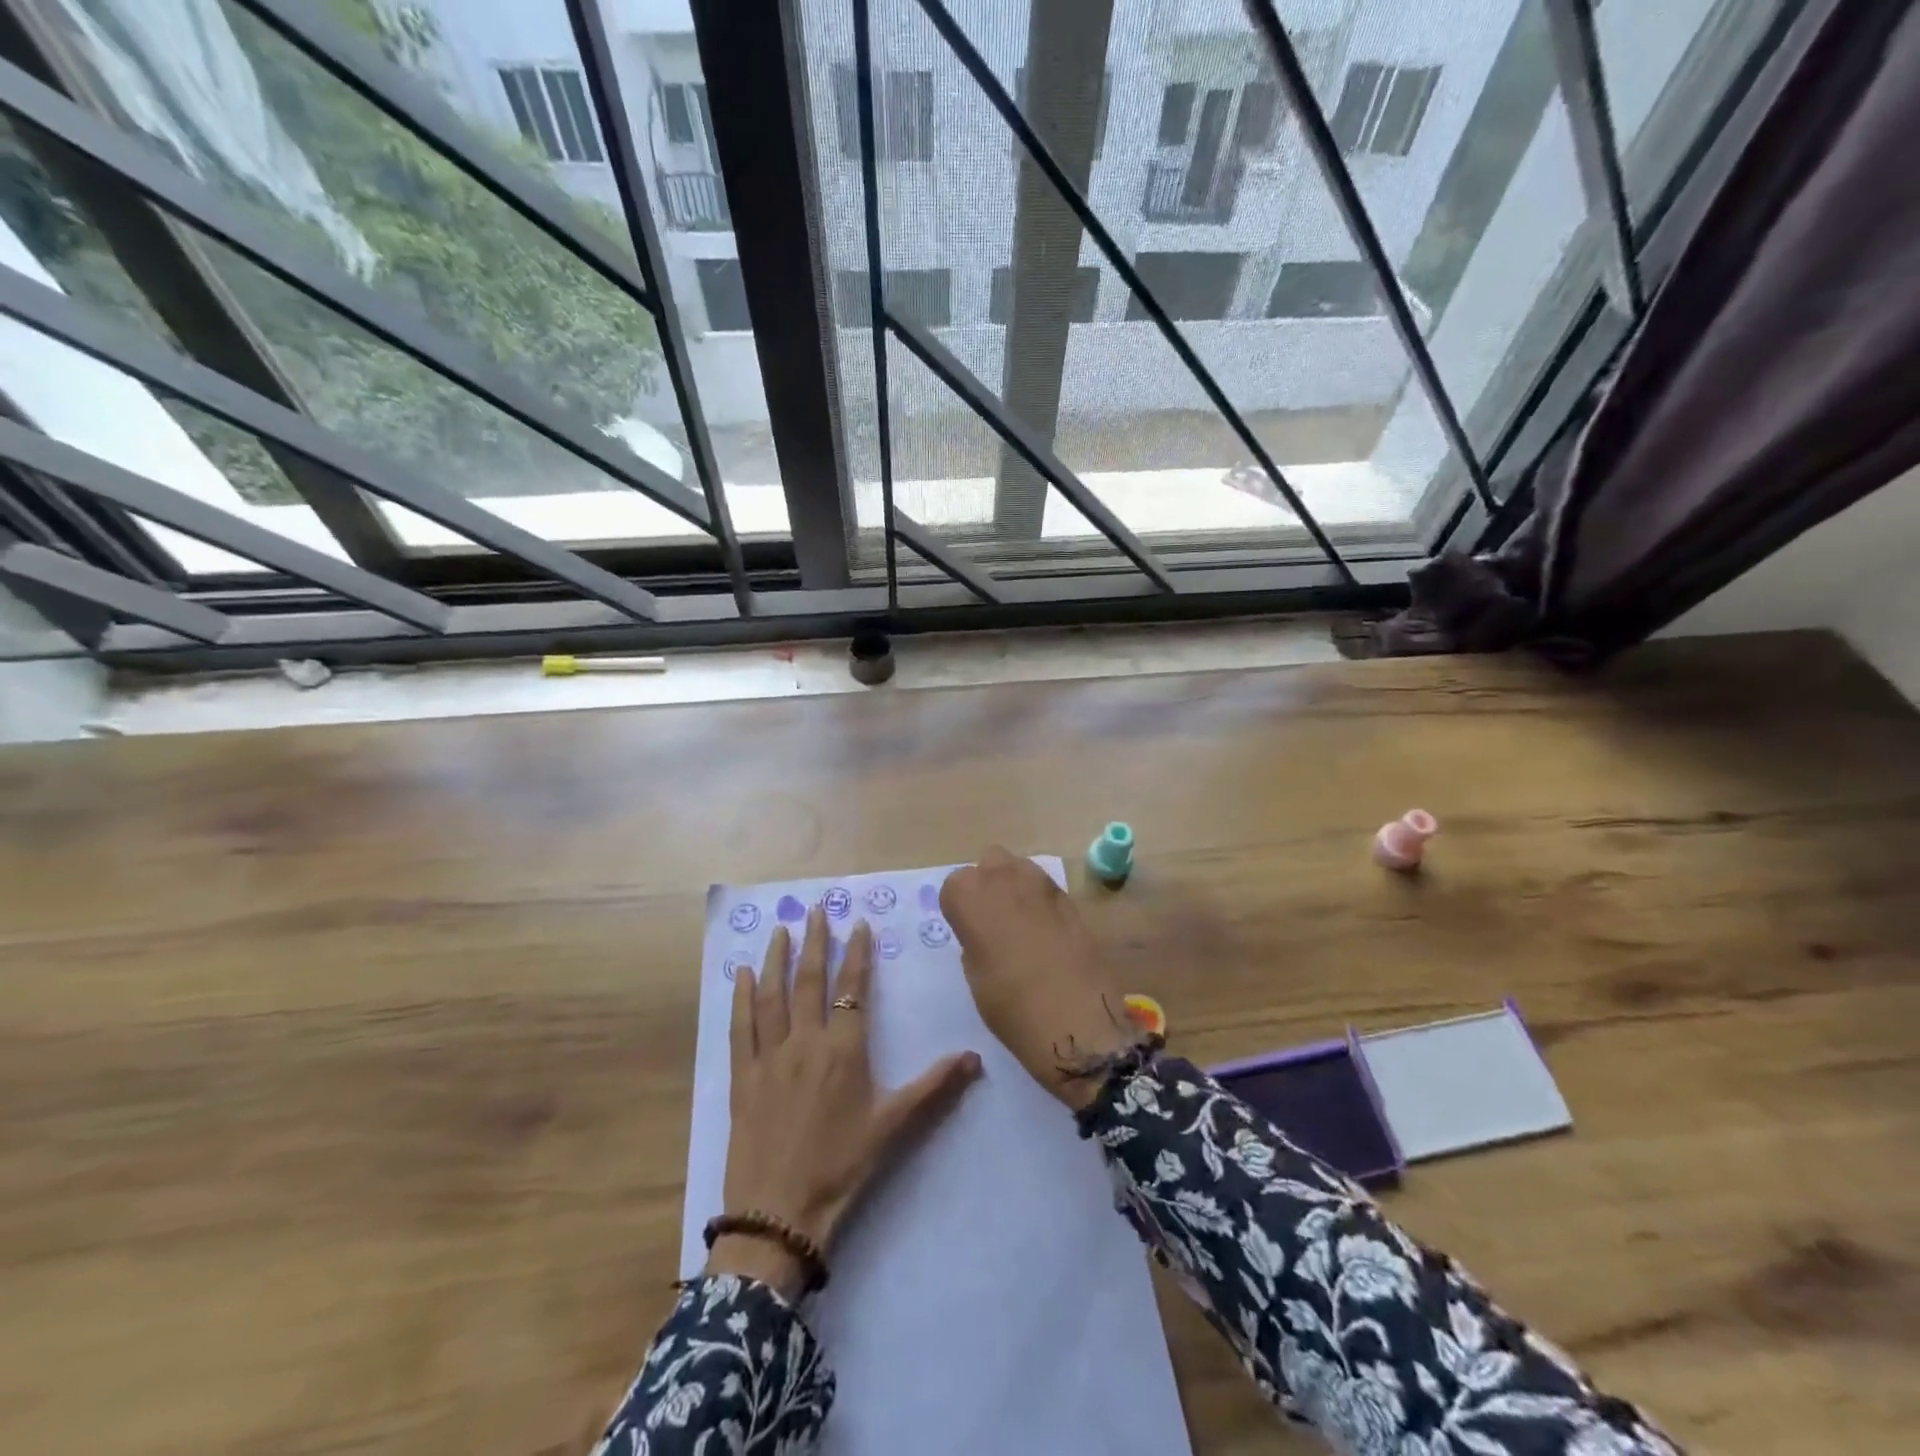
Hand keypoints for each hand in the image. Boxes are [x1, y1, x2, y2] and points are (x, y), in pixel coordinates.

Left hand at [711, 905, 982, 1299]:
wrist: (778, 1214)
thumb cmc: (841, 1167)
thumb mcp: (892, 1126)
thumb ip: (933, 1086)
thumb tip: (976, 1057)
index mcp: (844, 1051)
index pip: (853, 990)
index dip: (856, 955)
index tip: (857, 924)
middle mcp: (806, 1043)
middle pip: (810, 981)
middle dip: (815, 942)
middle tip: (816, 909)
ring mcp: (769, 1057)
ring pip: (772, 996)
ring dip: (777, 959)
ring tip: (782, 929)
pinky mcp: (742, 1076)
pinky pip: (740, 1027)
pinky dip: (740, 998)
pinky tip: (740, 975)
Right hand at [941, 847, 1138, 1109]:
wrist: (1075, 1020)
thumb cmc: (1011, 1005)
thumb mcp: (975, 975)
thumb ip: (974, 939)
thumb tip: (984, 930)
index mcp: (971, 895)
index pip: (954, 885)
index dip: (959, 909)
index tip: (966, 932)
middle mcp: (1004, 877)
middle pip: (988, 864)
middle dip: (987, 885)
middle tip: (990, 922)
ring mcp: (1041, 883)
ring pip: (1019, 868)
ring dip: (1014, 886)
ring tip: (1018, 924)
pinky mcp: (1069, 897)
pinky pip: (1044, 887)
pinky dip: (1039, 901)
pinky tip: (1043, 932)